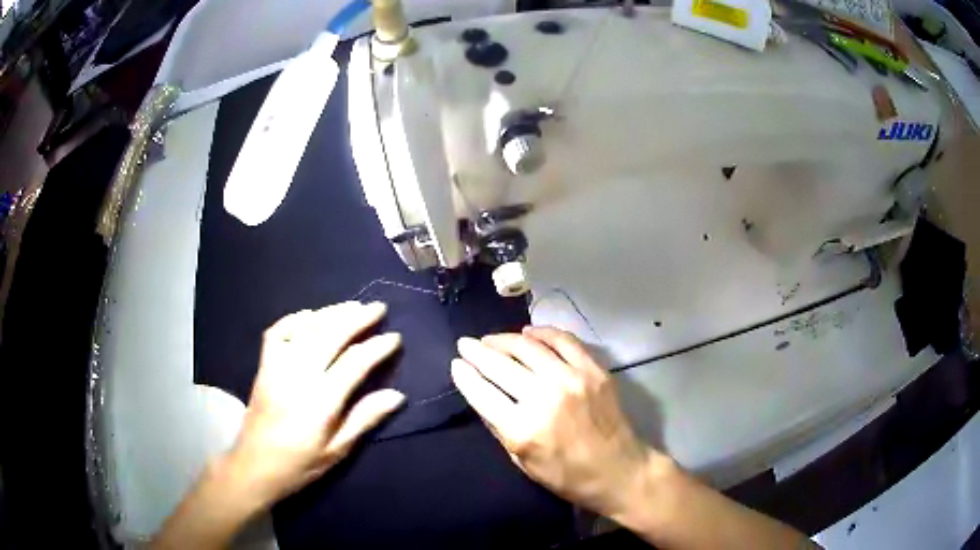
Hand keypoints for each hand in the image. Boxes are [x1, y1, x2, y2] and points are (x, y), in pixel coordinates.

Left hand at [226, 301, 405, 508]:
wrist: (255, 465)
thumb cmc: (300, 463)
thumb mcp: (337, 450)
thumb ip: (365, 419)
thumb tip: (397, 395)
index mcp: (321, 400)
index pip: (355, 362)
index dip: (377, 346)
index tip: (395, 337)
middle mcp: (299, 375)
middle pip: (331, 335)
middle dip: (357, 318)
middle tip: (378, 307)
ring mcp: (278, 366)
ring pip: (307, 328)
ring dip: (331, 313)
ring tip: (353, 306)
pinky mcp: (263, 365)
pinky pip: (278, 332)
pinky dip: (295, 319)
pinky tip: (310, 316)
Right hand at [451, 326, 672, 518]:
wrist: (618, 471)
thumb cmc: (566, 476)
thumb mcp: (522, 461)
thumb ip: (499, 426)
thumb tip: (480, 392)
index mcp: (523, 429)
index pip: (482, 392)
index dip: (464, 375)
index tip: (456, 363)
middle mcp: (545, 398)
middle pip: (500, 364)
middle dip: (477, 351)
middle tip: (465, 344)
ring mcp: (572, 379)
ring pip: (528, 347)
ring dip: (504, 339)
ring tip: (491, 339)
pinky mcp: (593, 370)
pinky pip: (563, 340)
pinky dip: (542, 332)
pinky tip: (528, 333)